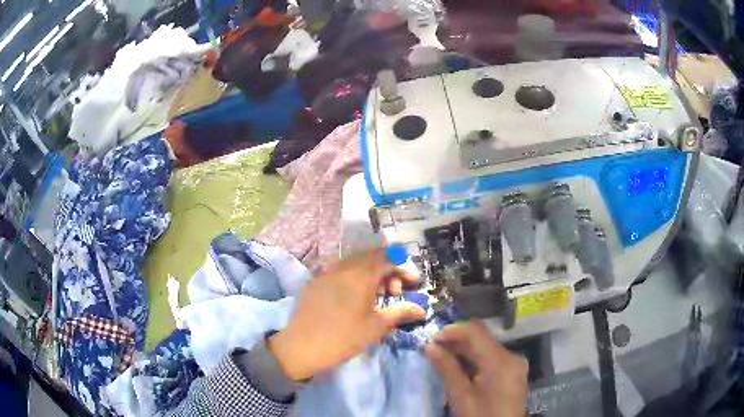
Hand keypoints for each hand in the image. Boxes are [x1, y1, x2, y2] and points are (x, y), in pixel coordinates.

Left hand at [267, 249, 426, 380]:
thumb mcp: (376, 326)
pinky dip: (353, 278)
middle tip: (393, 293)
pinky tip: (353, 298)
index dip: (404, 268)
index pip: (389, 257)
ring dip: (371, 274)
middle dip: (388, 271)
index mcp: (361, 274)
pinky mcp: (315, 280)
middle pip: (372, 257)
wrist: (301, 346)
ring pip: (355, 263)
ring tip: (374, 297)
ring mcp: (326, 271)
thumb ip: (401, 312)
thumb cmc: (344, 337)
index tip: (412, 284)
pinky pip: (339, 270)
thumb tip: (422, 309)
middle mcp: (343, 265)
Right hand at [425, 321, 527, 416]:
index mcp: (501, 360)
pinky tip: (459, 369)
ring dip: (464, 352)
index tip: (431, 340)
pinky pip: (492, 360)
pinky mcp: (512, 374)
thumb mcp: (460, 395)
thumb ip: (446, 368)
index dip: (452, 331)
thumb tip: (429, 346)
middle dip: (456, 342)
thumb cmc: (480, 416)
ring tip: (441, 358)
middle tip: (432, 349)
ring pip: (486, 349)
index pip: (475, 332)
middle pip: (482, 340)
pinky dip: (474, 361)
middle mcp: (511, 357)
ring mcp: (514, 365)